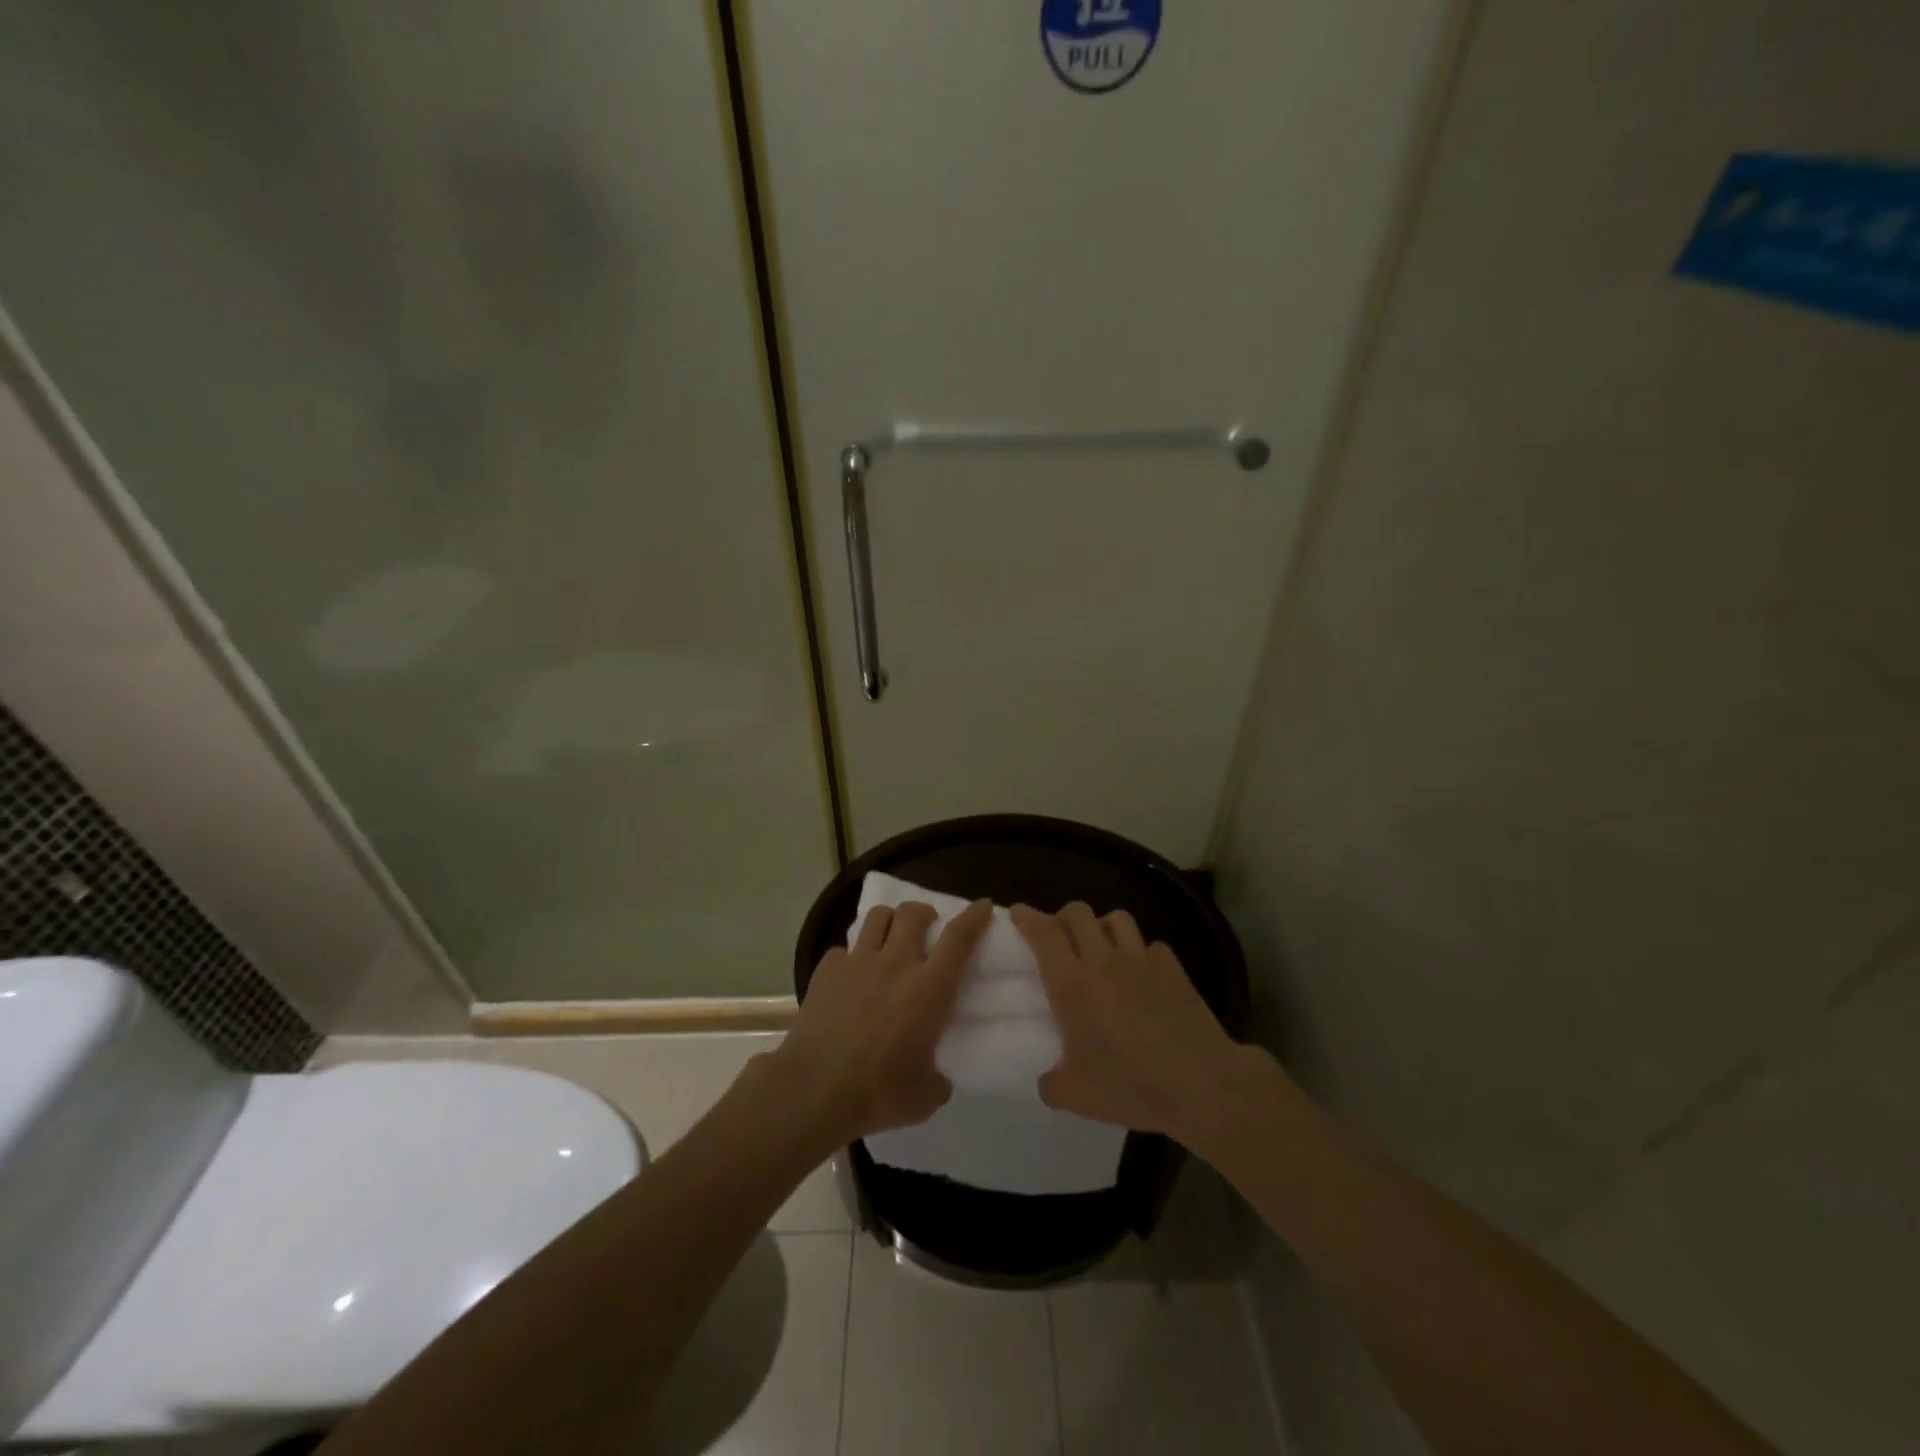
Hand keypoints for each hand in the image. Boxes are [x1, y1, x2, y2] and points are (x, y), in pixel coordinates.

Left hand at [771, 899, 991, 1144]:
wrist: (814, 1090)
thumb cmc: (877, 1093)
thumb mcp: (925, 1096)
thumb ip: (938, 1079)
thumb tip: (937, 1077)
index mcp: (929, 989)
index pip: (958, 938)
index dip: (974, 917)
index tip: (983, 906)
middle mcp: (896, 963)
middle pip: (914, 912)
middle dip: (924, 912)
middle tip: (927, 927)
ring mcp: (858, 962)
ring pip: (878, 916)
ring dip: (890, 921)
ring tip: (890, 938)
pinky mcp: (827, 969)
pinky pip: (844, 948)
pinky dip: (852, 955)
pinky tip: (851, 975)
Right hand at [1012, 901, 1240, 1139]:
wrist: (1200, 1083)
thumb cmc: (1130, 1085)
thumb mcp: (1075, 1096)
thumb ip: (1051, 1083)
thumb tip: (1047, 1080)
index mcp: (1072, 984)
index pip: (1043, 932)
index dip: (1027, 916)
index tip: (1017, 913)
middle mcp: (1103, 961)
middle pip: (1078, 912)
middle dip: (1063, 917)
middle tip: (1059, 939)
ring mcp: (1141, 959)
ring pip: (1116, 918)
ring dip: (1102, 927)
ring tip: (1101, 949)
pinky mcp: (1173, 967)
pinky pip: (1151, 945)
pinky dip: (1141, 953)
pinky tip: (1142, 976)